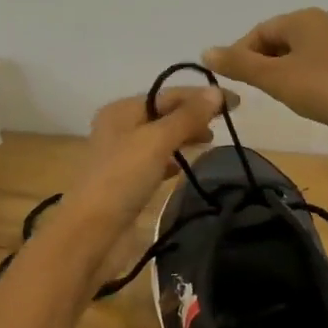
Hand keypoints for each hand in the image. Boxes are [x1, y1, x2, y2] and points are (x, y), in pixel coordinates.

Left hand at [61, 85, 231, 231]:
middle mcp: (119, 128)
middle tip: (226, 123)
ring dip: (185, 136)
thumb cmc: (122, 179)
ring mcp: (121, 156)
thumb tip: (216, 92)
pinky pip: (155, 162)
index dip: (202, 96)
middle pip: (164, 114)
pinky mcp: (126, 182)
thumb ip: (187, 117)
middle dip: (194, 115)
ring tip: (210, 141)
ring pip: (161, 138)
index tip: (236, 103)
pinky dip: (172, 160)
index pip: (168, 94)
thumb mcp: (157, 141)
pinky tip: (184, 168)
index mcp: (121, 110)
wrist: (91, 234)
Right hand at [204, 9, 327, 149]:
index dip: (240, 55)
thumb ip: (240, 64)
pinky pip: (319, 69)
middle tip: (256, 94)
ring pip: (299, 56)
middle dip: (262, 65)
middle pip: (279, 41)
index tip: (233, 83)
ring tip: (281, 99)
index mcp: (305, 18)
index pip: (259, 31)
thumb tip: (206, 50)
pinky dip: (305, 82)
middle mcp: (325, 24)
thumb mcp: (276, 78)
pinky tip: (308, 102)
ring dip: (283, 75)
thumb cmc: (326, 90)